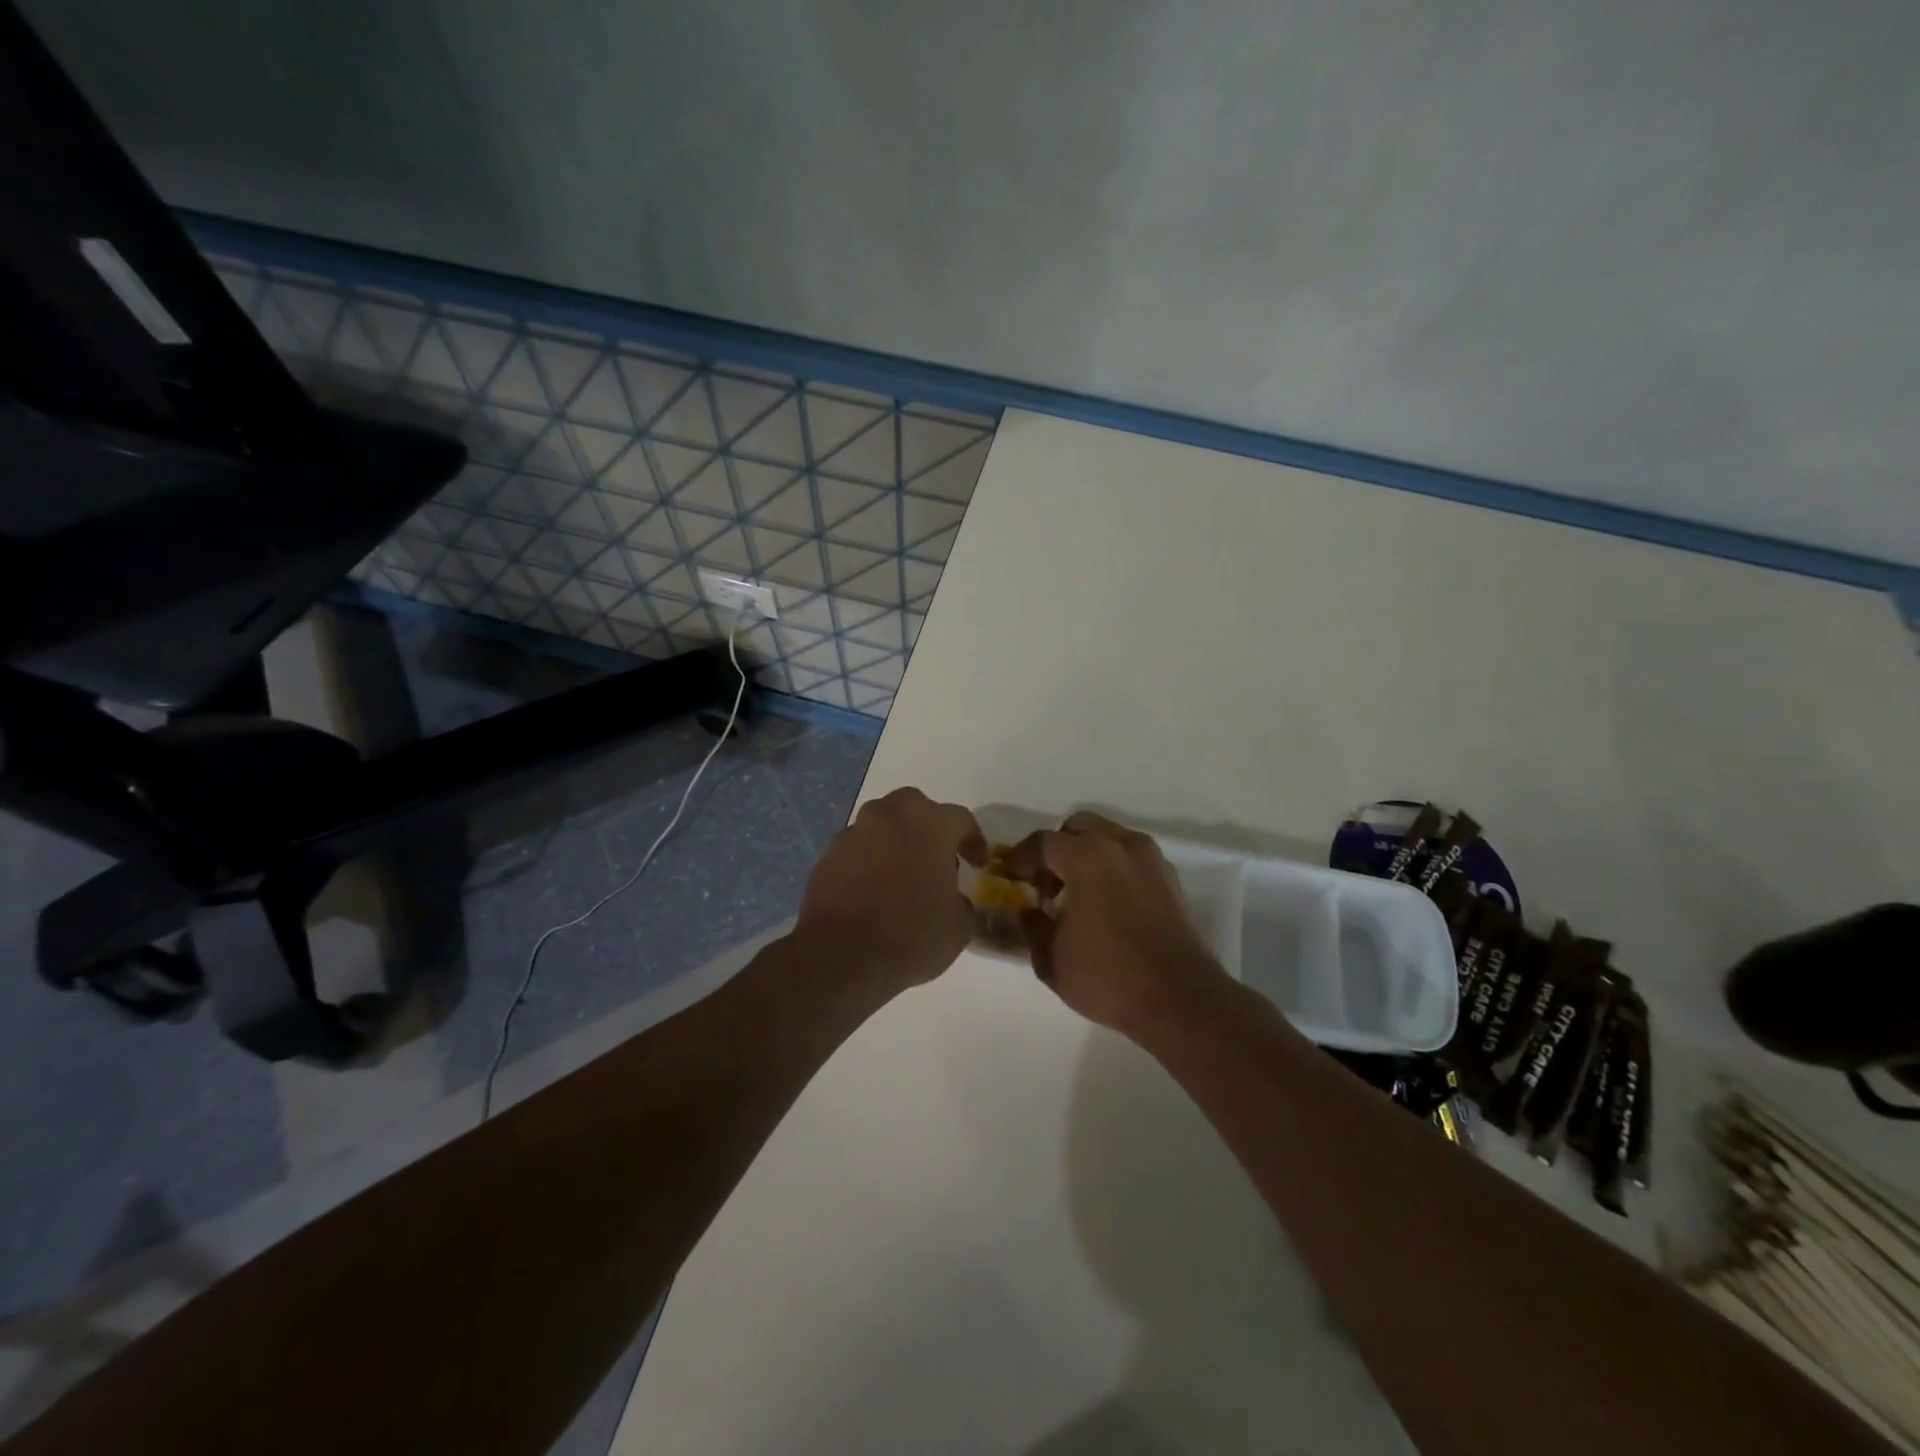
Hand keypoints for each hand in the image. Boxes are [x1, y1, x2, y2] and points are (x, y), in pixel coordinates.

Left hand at [792, 787, 986, 993]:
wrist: (840, 956)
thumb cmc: (911, 934)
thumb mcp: (958, 927)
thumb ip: (961, 903)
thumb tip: (951, 900)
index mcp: (929, 823)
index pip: (960, 819)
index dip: (973, 841)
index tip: (977, 864)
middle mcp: (889, 816)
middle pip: (914, 809)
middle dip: (928, 829)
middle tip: (936, 860)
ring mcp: (853, 833)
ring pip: (881, 827)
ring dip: (895, 844)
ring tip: (902, 879)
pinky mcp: (826, 857)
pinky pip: (857, 852)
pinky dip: (868, 864)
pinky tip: (872, 894)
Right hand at [1010, 811, 1233, 1037]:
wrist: (1181, 1000)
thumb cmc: (1109, 977)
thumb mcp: (1052, 960)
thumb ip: (1033, 926)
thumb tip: (1030, 910)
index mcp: (1088, 857)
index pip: (1043, 842)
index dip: (1021, 858)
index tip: (1010, 877)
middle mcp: (1121, 846)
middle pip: (1079, 828)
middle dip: (1057, 849)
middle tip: (1046, 884)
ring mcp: (1151, 860)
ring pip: (1109, 838)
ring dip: (1087, 856)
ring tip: (1077, 895)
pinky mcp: (1171, 880)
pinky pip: (1132, 859)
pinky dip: (1113, 868)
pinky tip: (1107, 905)